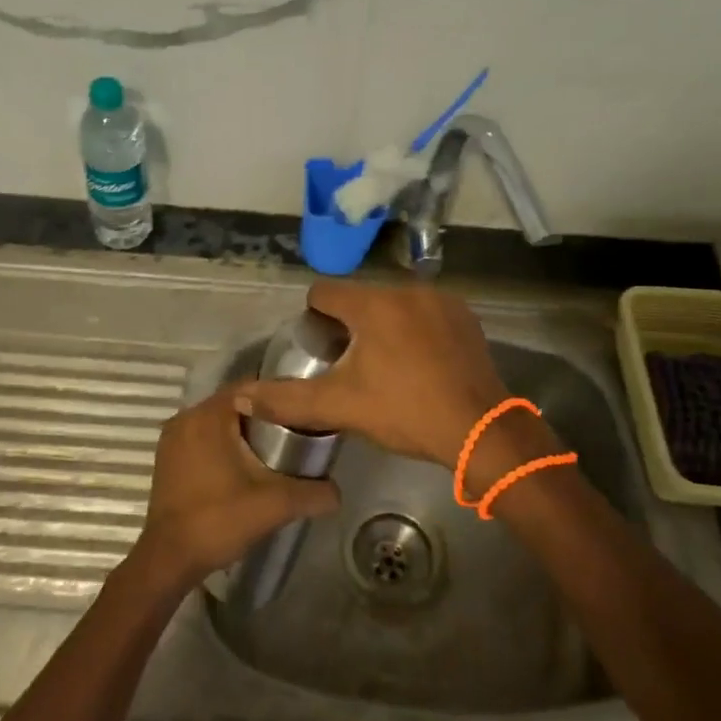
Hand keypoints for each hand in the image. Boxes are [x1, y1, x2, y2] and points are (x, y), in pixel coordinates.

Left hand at [133, 383, 338, 589]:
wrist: (170, 559)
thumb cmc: (219, 520)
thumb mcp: (275, 504)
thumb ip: (313, 493)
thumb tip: (339, 492)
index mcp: (209, 415)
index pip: (252, 387)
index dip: (281, 396)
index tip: (305, 411)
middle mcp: (186, 417)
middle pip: (235, 403)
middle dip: (264, 415)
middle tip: (295, 431)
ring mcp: (172, 438)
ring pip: (217, 422)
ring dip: (243, 431)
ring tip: (275, 449)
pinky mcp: (167, 459)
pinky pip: (202, 438)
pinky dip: (223, 445)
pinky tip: (244, 466)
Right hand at [235, 280, 510, 467]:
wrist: (481, 431)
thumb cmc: (405, 412)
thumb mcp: (340, 406)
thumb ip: (286, 400)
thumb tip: (239, 399)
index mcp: (372, 304)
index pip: (324, 292)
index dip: (313, 317)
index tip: (318, 347)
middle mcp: (406, 290)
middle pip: (361, 298)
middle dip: (350, 324)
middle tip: (350, 364)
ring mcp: (441, 301)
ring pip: (395, 305)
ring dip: (384, 325)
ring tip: (386, 366)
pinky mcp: (465, 317)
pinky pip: (426, 313)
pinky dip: (416, 330)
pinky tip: (420, 364)